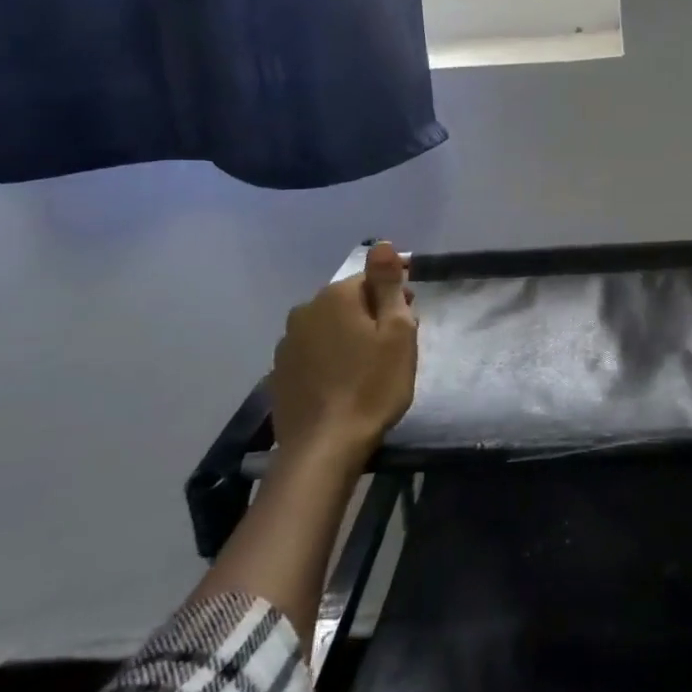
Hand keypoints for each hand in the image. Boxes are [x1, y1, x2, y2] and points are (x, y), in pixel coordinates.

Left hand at [268, 241, 417, 461]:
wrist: (324, 448)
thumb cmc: (373, 386)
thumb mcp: (397, 332)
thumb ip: (388, 284)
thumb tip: (381, 244)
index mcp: (335, 298)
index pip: (371, 280)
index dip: (395, 295)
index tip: (412, 318)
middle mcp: (305, 312)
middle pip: (348, 302)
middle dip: (372, 314)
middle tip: (396, 345)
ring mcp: (287, 344)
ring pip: (329, 328)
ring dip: (350, 336)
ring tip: (370, 365)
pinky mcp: (279, 374)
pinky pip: (313, 353)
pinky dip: (330, 358)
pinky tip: (344, 382)